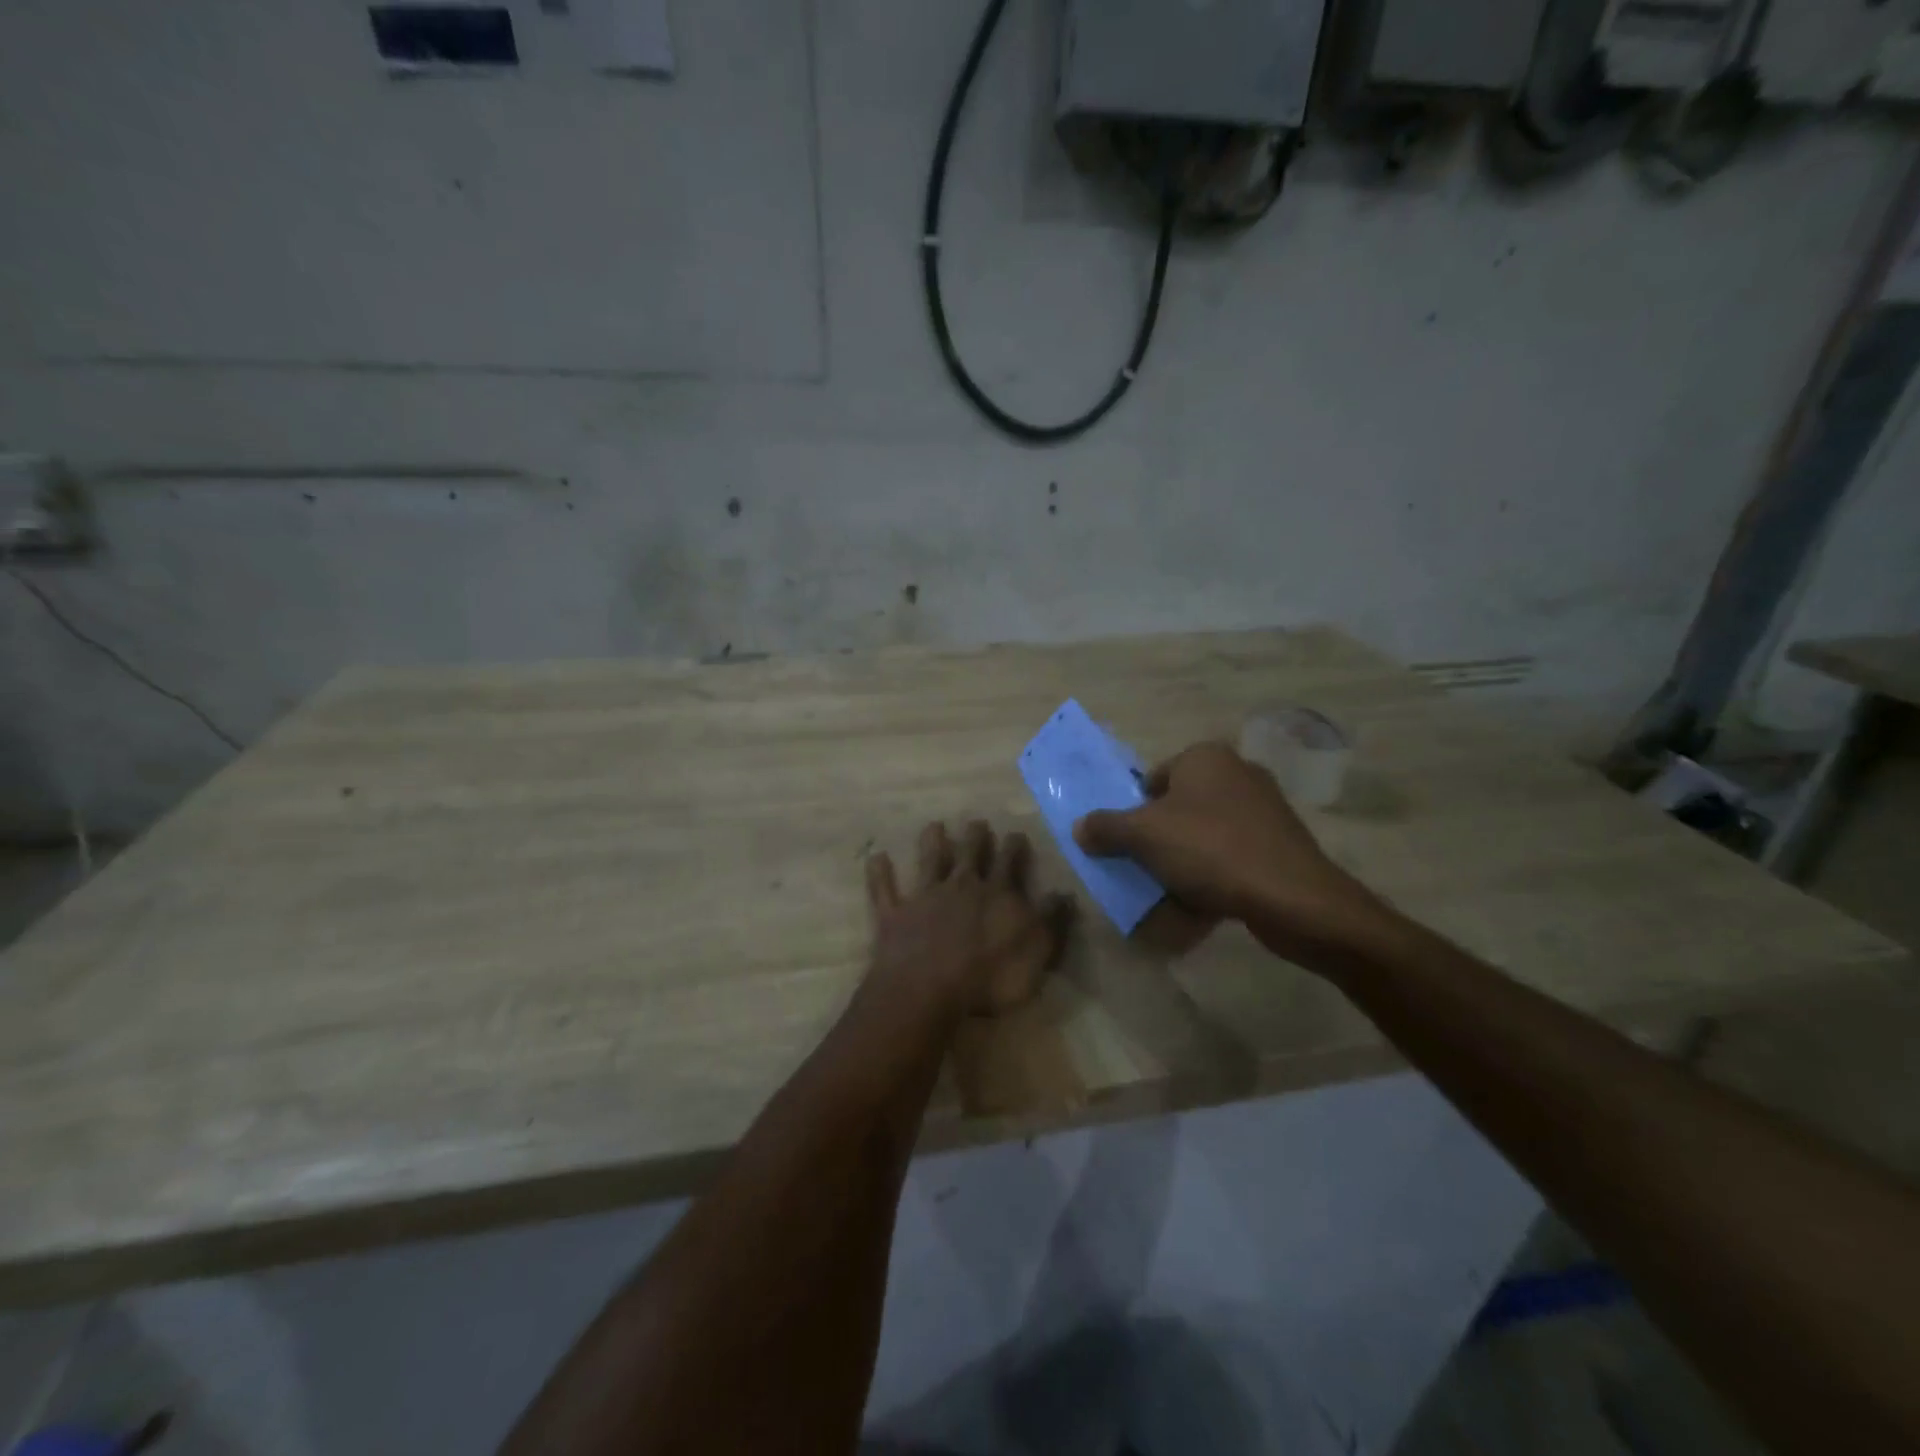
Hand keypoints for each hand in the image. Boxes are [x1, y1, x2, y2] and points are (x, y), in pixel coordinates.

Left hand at [866, 821, 1073, 1015]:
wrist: (929, 989)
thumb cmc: (990, 977)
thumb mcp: (1037, 952)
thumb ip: (1052, 921)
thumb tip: (1065, 893)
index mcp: (997, 894)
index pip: (1009, 862)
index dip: (1014, 847)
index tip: (1016, 833)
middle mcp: (961, 886)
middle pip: (970, 854)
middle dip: (975, 837)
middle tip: (977, 822)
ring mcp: (925, 897)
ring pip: (930, 861)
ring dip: (932, 842)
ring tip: (934, 825)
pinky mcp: (895, 915)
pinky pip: (885, 889)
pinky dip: (880, 873)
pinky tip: (877, 857)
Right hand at [1072, 742, 1394, 968]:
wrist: (1291, 897)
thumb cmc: (1209, 850)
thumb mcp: (1143, 836)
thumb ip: (1106, 827)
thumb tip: (1079, 827)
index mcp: (1205, 757)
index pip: (1153, 780)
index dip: (1134, 812)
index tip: (1128, 845)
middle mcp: (1237, 772)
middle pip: (1178, 807)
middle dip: (1159, 839)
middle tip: (1145, 868)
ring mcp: (1264, 808)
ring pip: (1204, 834)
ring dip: (1184, 861)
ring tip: (1172, 892)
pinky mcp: (1281, 843)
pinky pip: (1232, 855)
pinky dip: (1215, 875)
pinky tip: (1204, 904)